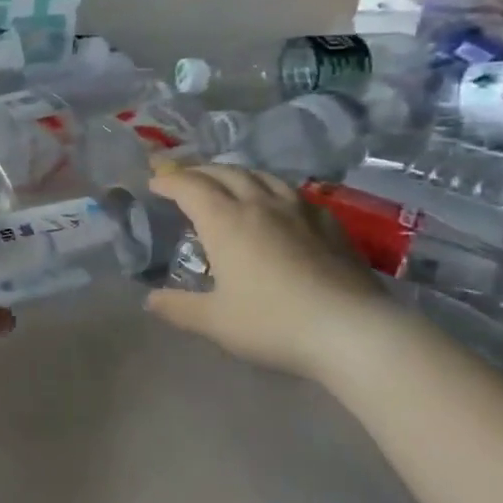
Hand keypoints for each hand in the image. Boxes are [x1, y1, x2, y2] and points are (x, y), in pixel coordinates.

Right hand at [143, 166, 390, 381]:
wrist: (352, 331)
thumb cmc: (273, 323)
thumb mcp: (215, 321)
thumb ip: (179, 308)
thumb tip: (150, 300)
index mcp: (225, 221)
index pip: (189, 186)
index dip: (168, 180)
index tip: (154, 183)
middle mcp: (259, 204)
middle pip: (224, 173)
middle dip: (198, 171)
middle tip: (183, 178)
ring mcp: (298, 210)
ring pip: (261, 176)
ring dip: (236, 173)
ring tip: (227, 181)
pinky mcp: (329, 223)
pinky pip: (293, 193)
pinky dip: (272, 189)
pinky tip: (278, 204)